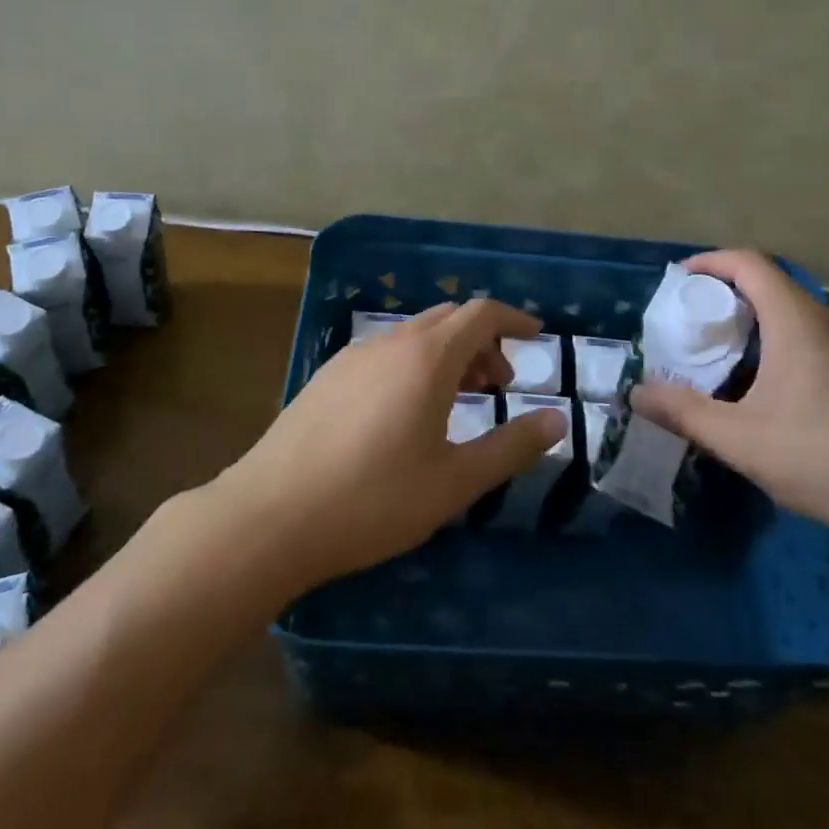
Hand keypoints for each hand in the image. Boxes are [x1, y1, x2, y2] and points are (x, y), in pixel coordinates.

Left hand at [214, 300, 569, 588]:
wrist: (270, 515)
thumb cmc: (373, 500)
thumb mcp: (454, 481)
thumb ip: (510, 447)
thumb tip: (558, 421)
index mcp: (427, 358)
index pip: (481, 314)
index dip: (514, 319)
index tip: (537, 338)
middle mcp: (390, 343)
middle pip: (448, 320)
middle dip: (482, 342)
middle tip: (499, 386)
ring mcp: (353, 356)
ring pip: (414, 336)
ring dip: (447, 354)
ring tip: (459, 401)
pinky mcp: (327, 376)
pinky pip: (385, 353)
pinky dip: (413, 365)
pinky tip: (406, 413)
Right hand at [630, 249, 828, 543]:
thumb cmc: (827, 458)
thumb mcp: (742, 441)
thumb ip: (684, 413)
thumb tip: (636, 393)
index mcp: (797, 323)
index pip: (749, 263)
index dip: (710, 262)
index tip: (678, 280)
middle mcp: (828, 323)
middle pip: (771, 284)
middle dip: (725, 293)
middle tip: (692, 322)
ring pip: (794, 313)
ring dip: (754, 320)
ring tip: (723, 353)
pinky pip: (813, 337)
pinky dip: (780, 341)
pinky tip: (770, 388)